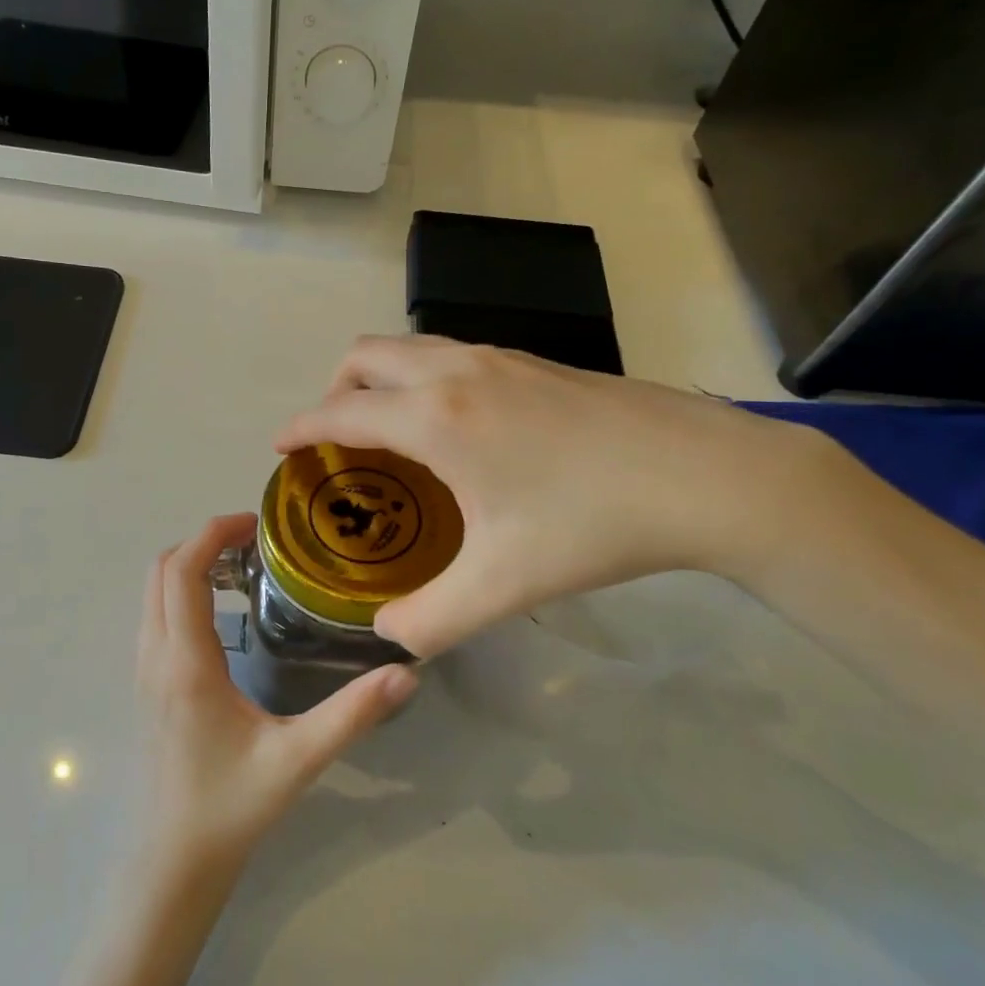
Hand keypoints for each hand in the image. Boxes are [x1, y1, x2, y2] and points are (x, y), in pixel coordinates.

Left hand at [135, 513, 418, 875]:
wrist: (174, 860)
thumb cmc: (231, 806)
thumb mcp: (298, 759)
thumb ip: (352, 714)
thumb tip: (405, 672)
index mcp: (186, 662)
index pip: (183, 572)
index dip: (213, 533)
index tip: (258, 523)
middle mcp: (156, 656)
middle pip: (161, 571)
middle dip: (204, 542)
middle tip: (258, 544)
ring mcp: (145, 671)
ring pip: (154, 593)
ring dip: (191, 566)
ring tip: (246, 570)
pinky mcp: (148, 685)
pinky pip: (156, 616)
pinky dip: (183, 592)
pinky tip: (227, 615)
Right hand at [274, 336, 832, 656]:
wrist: (705, 474)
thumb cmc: (592, 524)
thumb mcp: (504, 586)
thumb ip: (432, 620)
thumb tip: (389, 638)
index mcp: (436, 417)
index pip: (341, 412)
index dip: (301, 428)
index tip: (279, 445)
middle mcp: (457, 371)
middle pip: (366, 356)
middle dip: (334, 391)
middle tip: (338, 441)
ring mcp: (500, 357)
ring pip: (411, 347)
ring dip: (381, 380)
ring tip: (391, 433)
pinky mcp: (535, 361)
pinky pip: (451, 354)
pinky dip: (424, 377)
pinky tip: (459, 428)